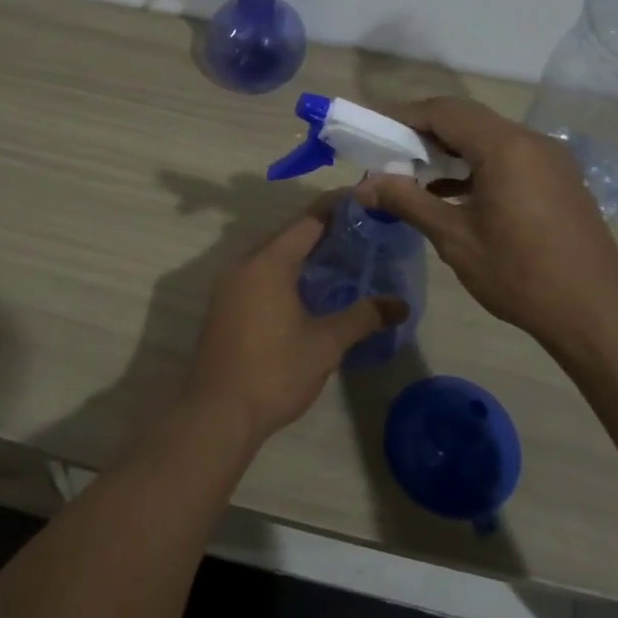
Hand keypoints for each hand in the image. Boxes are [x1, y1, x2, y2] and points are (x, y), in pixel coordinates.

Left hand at [186, 197, 407, 443]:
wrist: (217, 414)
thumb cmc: (274, 372)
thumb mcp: (326, 344)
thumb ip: (363, 317)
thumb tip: (400, 304)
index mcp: (269, 263)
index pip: (308, 221)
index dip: (337, 209)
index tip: (364, 202)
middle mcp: (244, 264)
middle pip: (288, 236)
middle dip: (323, 233)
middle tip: (360, 236)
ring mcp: (228, 286)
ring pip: (271, 257)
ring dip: (302, 256)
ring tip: (339, 262)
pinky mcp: (223, 306)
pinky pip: (258, 276)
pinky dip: (284, 274)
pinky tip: (306, 293)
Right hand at [354, 98, 617, 346]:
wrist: (594, 313)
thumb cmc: (519, 274)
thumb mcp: (455, 238)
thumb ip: (407, 202)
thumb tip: (363, 186)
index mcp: (505, 147)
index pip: (444, 112)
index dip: (404, 116)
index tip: (373, 131)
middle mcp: (530, 141)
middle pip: (467, 119)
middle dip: (424, 131)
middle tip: (388, 152)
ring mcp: (550, 159)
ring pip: (488, 138)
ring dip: (450, 149)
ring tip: (414, 173)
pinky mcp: (558, 179)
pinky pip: (509, 157)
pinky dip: (476, 166)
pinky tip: (452, 193)